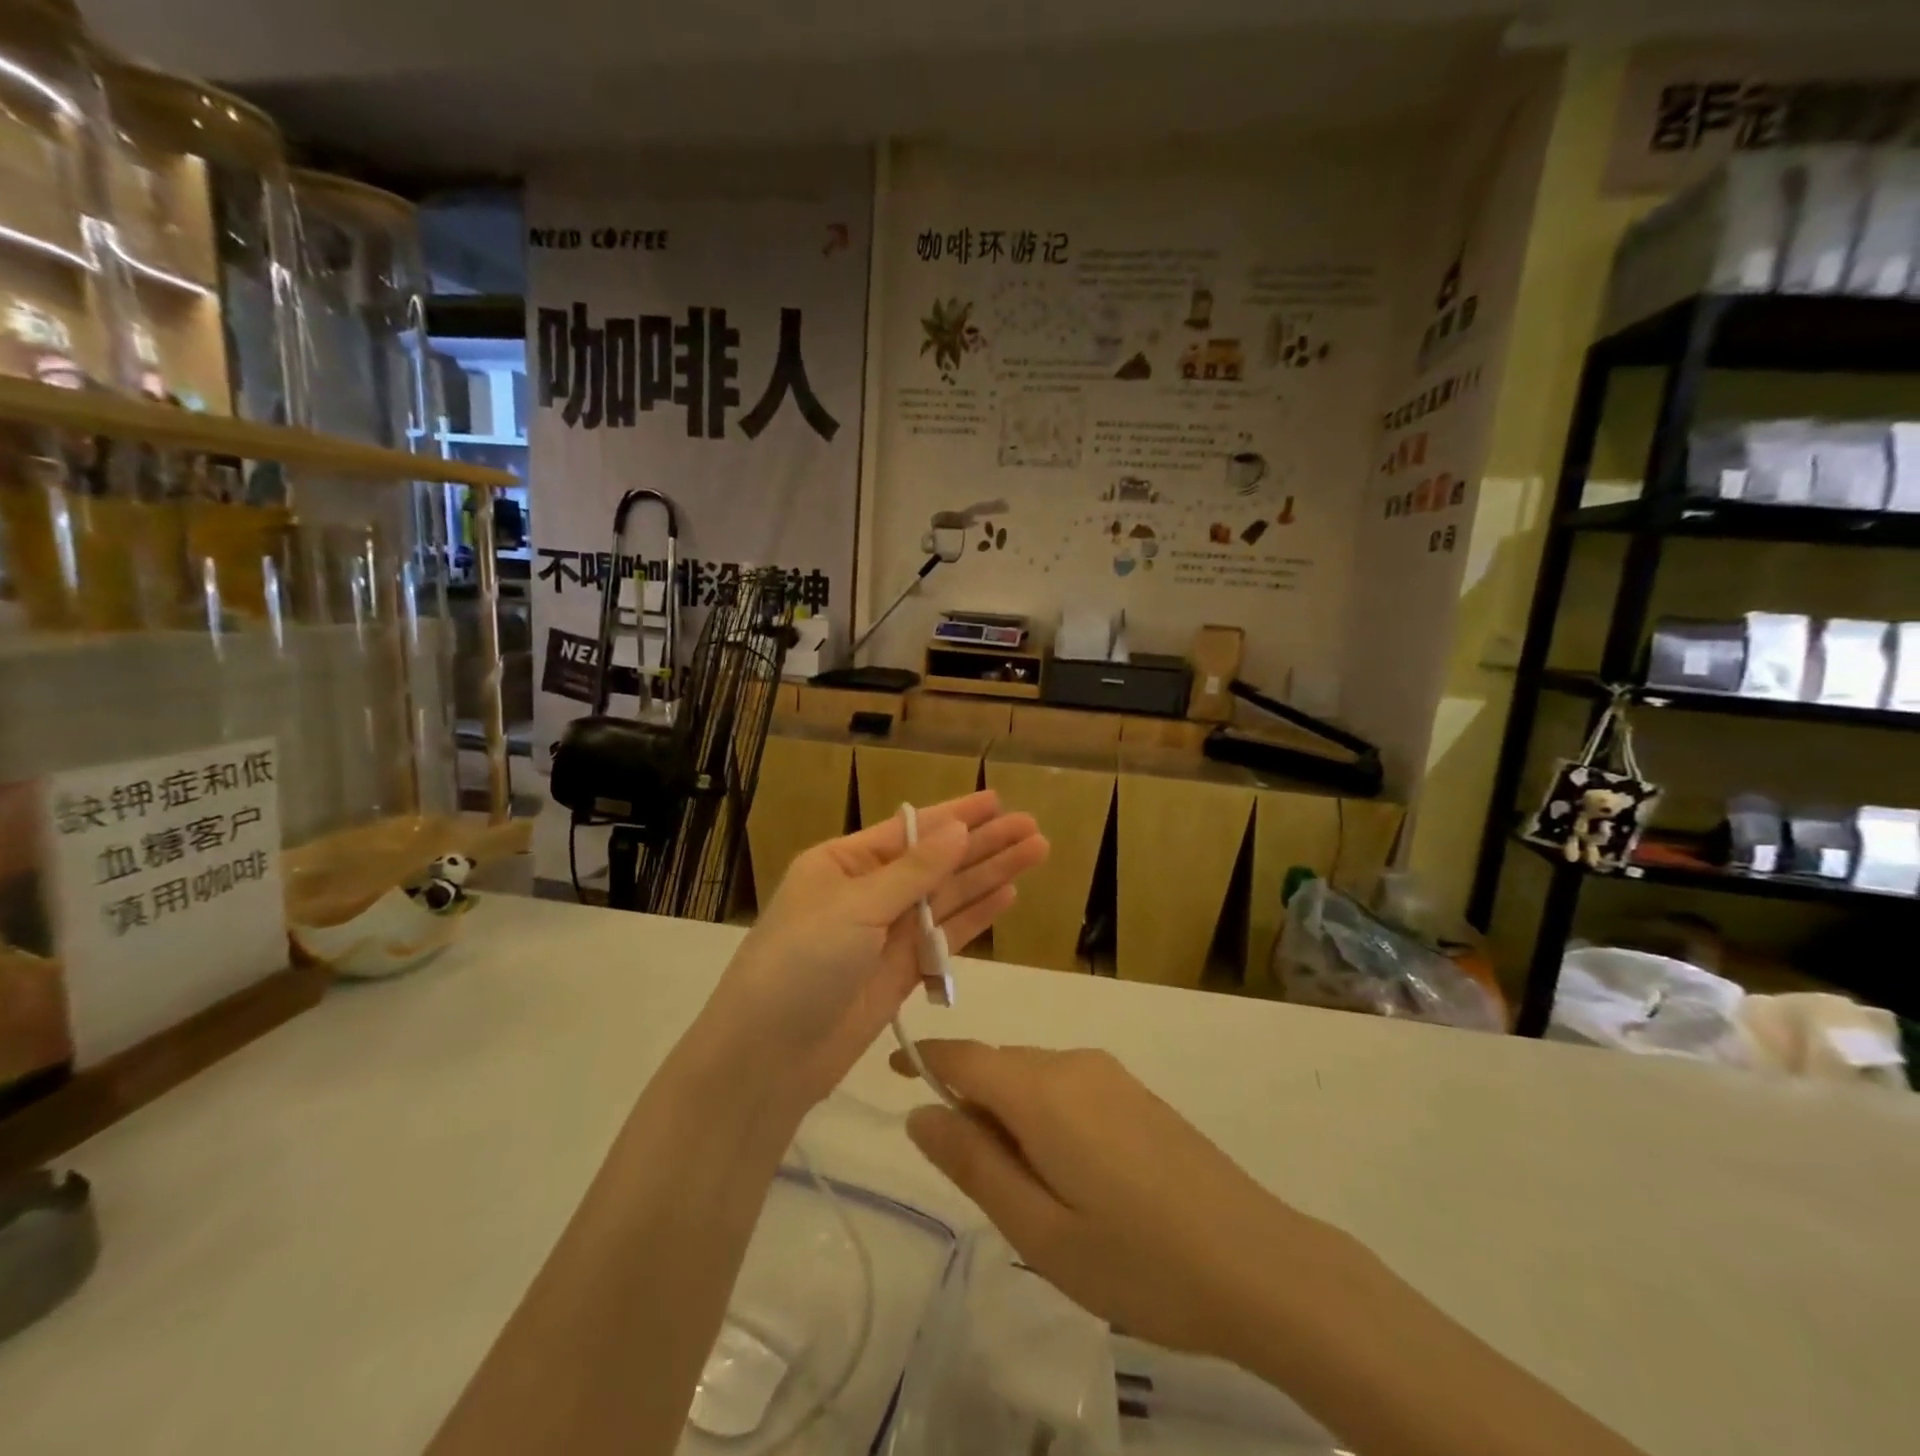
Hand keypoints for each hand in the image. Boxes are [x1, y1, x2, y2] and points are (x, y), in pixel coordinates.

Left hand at [710, 793, 1046, 1105]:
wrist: (768, 1057)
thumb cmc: (801, 963)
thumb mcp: (855, 907)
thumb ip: (914, 872)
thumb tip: (959, 829)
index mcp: (844, 863)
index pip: (910, 830)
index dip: (956, 815)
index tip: (998, 801)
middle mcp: (868, 892)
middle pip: (937, 862)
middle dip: (983, 844)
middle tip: (1033, 828)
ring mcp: (887, 934)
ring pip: (948, 897)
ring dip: (989, 875)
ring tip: (1036, 853)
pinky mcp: (903, 972)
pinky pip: (946, 936)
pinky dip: (976, 917)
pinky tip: (1008, 895)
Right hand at [895, 1041, 1306, 1358]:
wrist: (1259, 1263)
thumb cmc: (1139, 1259)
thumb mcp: (1040, 1230)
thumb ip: (974, 1164)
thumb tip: (920, 1113)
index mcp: (1043, 1092)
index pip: (965, 1055)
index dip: (925, 1059)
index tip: (894, 1072)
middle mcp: (1074, 1064)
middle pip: (999, 1068)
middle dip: (972, 1106)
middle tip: (979, 1185)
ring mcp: (1111, 1075)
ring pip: (1034, 1079)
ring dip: (1011, 1117)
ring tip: (1034, 1197)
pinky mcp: (1136, 1092)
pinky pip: (1068, 1088)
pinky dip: (1046, 1117)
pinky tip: (1075, 1179)